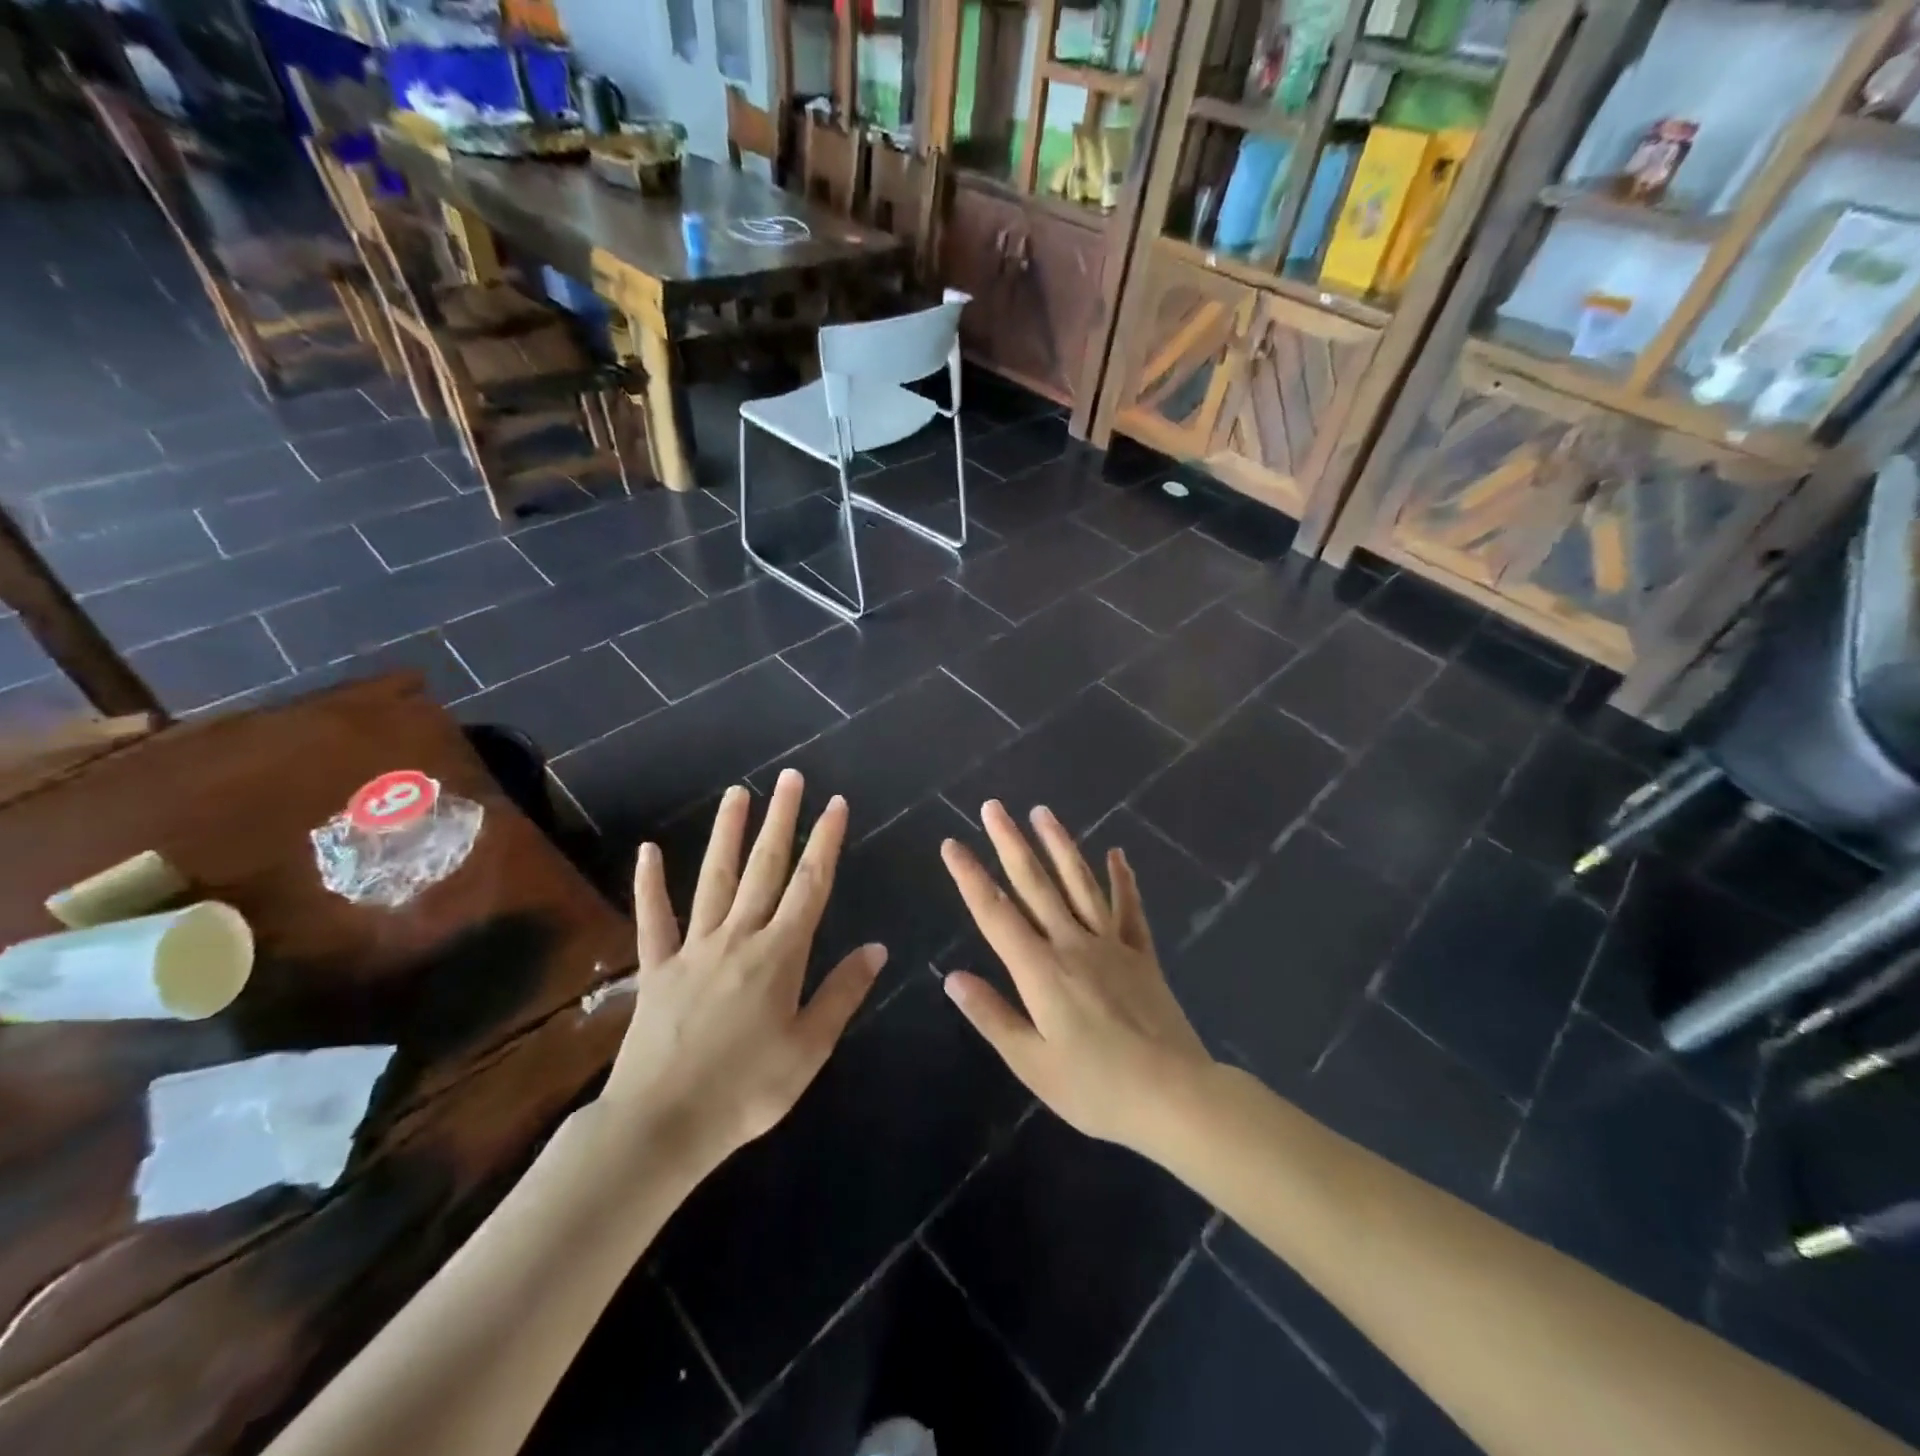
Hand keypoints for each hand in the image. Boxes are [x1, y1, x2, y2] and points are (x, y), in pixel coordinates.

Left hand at [595, 770, 886, 1177]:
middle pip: (765, 868)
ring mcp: (693, 948)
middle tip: (790, 778)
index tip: (836, 804)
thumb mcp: (810, 1049)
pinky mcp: (657, 968)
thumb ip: (842, 993)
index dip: (825, 842)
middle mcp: (738, 937)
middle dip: (781, 820)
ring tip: (738, 793)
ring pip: (714, 879)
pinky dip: (650, 884)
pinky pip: (653, 919)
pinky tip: (649, 851)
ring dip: (728, 833)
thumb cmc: (747, 1091)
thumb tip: (877, 947)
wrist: (661, 1126)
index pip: (810, 885)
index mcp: (780, 954)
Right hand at [940, 801, 1214, 1152]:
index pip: (995, 914)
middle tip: (993, 806)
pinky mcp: (1141, 955)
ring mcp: (1111, 945)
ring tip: (1042, 812)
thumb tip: (953, 977)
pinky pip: (1129, 908)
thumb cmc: (1096, 1088)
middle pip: (1035, 884)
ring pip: (1080, 883)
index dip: (970, 877)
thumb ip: (993, 1016)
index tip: (952, 844)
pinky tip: (1117, 853)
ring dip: (1059, 845)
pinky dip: (1123, 879)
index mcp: (1040, 971)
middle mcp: (1072, 944)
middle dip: (1010, 843)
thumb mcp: (1032, 1063)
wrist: (1174, 1096)